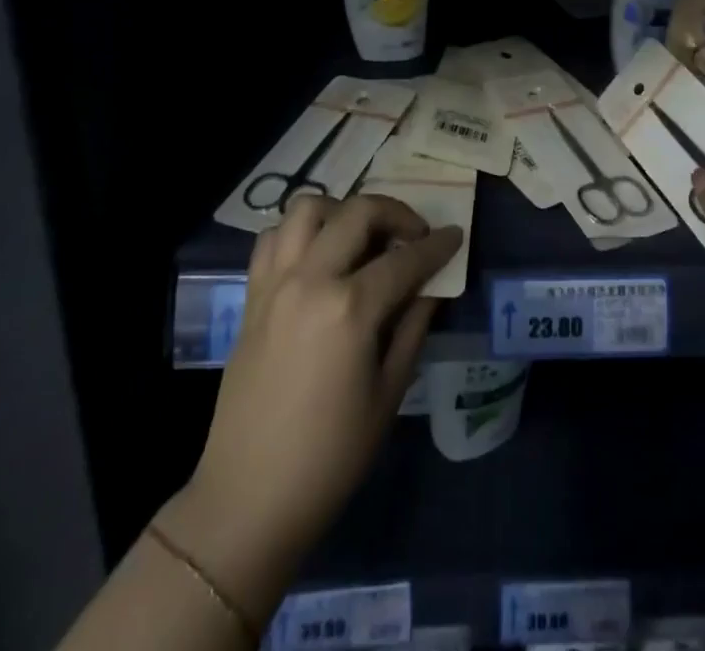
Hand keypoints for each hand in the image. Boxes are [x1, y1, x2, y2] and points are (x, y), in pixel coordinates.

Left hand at [158, 197, 461, 623]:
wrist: (250, 497)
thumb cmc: (331, 456)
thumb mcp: (388, 393)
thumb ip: (413, 326)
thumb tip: (431, 285)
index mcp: (350, 308)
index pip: (405, 258)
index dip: (437, 245)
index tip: (455, 235)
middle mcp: (310, 279)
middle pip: (358, 212)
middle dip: (396, 212)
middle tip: (413, 235)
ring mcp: (275, 282)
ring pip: (308, 207)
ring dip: (342, 211)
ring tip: (362, 237)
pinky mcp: (252, 294)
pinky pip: (274, 237)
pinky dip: (300, 231)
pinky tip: (318, 255)